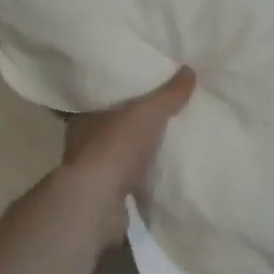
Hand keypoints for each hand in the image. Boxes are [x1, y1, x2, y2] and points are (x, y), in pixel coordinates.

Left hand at [58, 67, 196, 241]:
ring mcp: (93, 169)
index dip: (123, 90)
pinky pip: (128, 175)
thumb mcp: (147, 112)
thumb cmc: (116, 147)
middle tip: (161, 111)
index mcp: (86, 114)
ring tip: (164, 139)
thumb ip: (168, 94)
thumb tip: (189, 70)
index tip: (143, 85)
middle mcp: (84, 139)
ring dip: (137, 148)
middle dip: (134, 119)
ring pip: (119, 150)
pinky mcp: (105, 193)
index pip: (103, 95)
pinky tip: (159, 169)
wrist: (98, 203)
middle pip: (113, 123)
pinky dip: (141, 172)